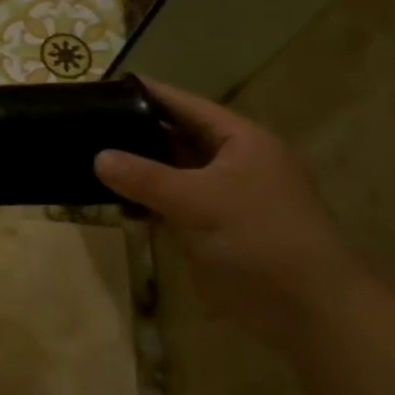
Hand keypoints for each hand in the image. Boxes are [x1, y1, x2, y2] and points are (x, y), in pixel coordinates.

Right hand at [95, 79, 369, 350]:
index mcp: (241, 141)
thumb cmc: (259, 237)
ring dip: (137, 168)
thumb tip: (98, 157)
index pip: (186, 105)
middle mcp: (232, 162)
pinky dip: (145, 200)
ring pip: (171, 172)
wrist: (306, 309)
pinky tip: (111, 199)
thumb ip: (145, 177)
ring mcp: (221, 196)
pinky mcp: (211, 228)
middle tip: (87, 121)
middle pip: (176, 137)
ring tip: (88, 154)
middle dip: (136, 131)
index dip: (149, 94)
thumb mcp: (197, 201)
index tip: (107, 85)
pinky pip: (170, 204)